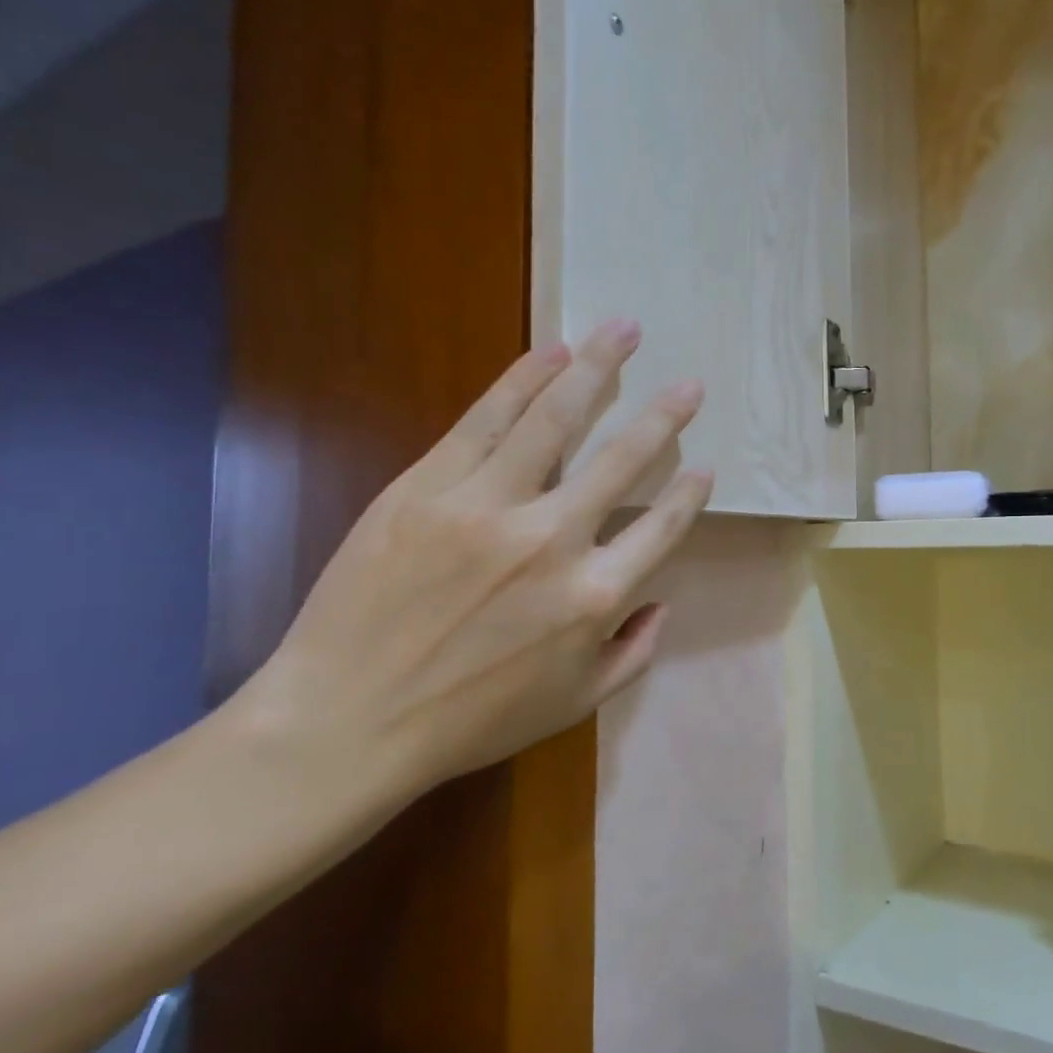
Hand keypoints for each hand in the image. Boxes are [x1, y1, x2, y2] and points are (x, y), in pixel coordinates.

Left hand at [246, 319, 711, 800]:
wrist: (346, 722)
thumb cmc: (468, 721)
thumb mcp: (573, 705)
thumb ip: (633, 654)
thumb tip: (664, 603)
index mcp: (594, 597)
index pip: (661, 528)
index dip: (688, 495)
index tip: (706, 467)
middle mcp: (553, 540)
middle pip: (622, 459)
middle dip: (664, 416)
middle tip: (689, 385)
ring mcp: (488, 506)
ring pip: (555, 420)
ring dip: (597, 369)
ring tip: (623, 330)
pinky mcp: (429, 487)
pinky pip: (486, 419)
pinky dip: (523, 380)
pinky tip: (552, 352)